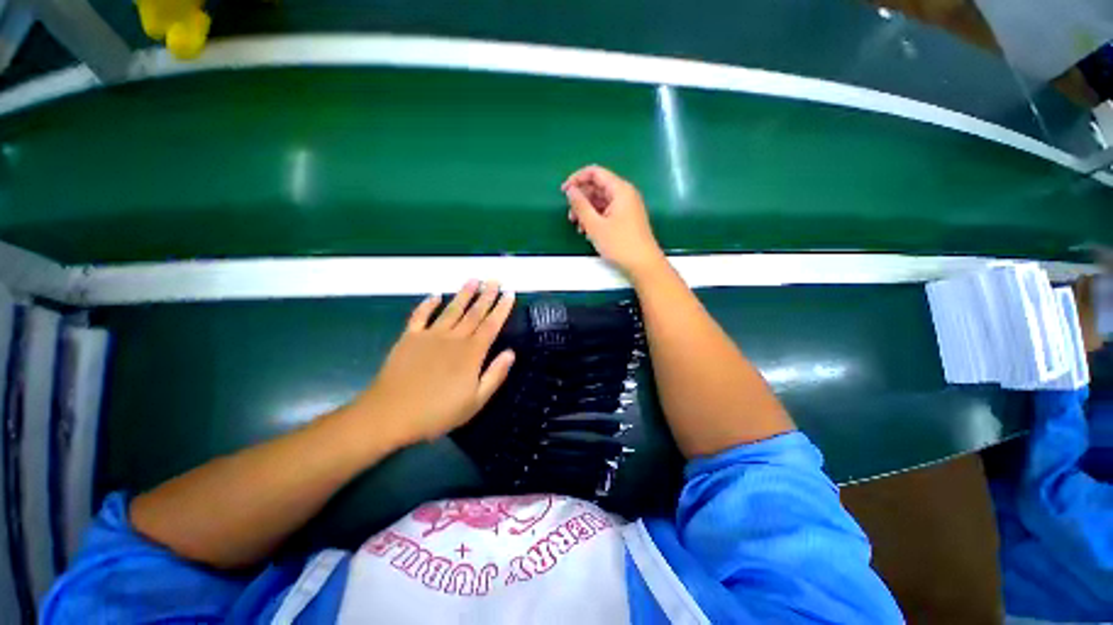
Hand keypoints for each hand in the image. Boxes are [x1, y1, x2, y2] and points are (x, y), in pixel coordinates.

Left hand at [352, 280, 515, 445]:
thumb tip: (511, 353)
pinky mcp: (409, 338)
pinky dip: (427, 304)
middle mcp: (454, 338)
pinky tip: (435, 295)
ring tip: (474, 280)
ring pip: (452, 310)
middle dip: (487, 295)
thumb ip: (495, 375)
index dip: (502, 309)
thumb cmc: (437, 412)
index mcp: (471, 353)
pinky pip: (420, 316)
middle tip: (495, 280)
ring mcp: (430, 336)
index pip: (491, 325)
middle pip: (474, 313)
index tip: (509, 294)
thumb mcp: (475, 402)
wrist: (390, 414)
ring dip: (464, 294)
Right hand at [563, 164, 665, 278]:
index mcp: (620, 190)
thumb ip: (580, 205)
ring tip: (578, 227)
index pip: (595, 172)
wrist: (643, 265)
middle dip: (581, 199)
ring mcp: (627, 207)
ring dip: (586, 211)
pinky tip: (589, 232)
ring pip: (601, 201)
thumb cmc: (620, 244)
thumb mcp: (595, 225)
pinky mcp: (626, 219)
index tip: (564, 193)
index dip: (577, 179)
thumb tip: (570, 190)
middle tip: (571, 216)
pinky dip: (595, 218)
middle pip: (597, 187)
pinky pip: (607, 211)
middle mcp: (625, 194)